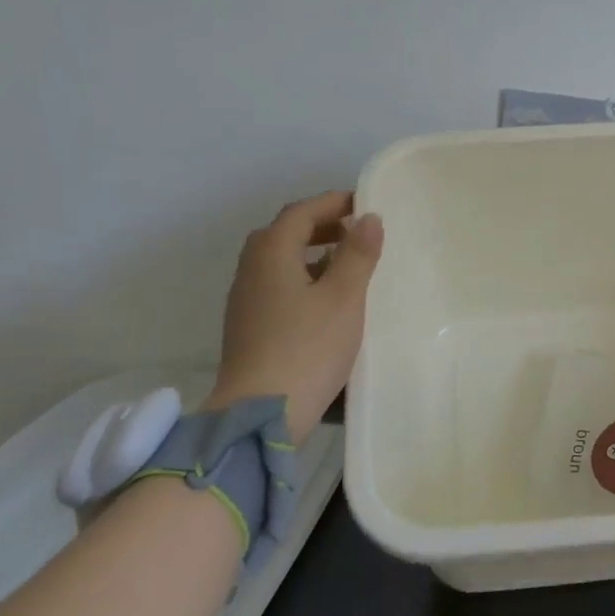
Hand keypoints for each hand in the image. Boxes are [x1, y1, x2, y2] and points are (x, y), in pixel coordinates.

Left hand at [203, 191, 384, 441]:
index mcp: (270, 255)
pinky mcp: (249, 327)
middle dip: (320, 226)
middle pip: (284, 234)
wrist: (261, 413)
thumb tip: (368, 217)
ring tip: (348, 264)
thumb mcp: (344, 297)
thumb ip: (357, 254)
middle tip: (356, 231)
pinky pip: (277, 285)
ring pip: (279, 261)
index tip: (363, 202)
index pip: (300, 213)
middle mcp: (251, 270)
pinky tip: (326, 300)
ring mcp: (246, 301)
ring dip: (312, 253)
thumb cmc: (307, 348)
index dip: (331, 202)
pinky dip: (302, 277)